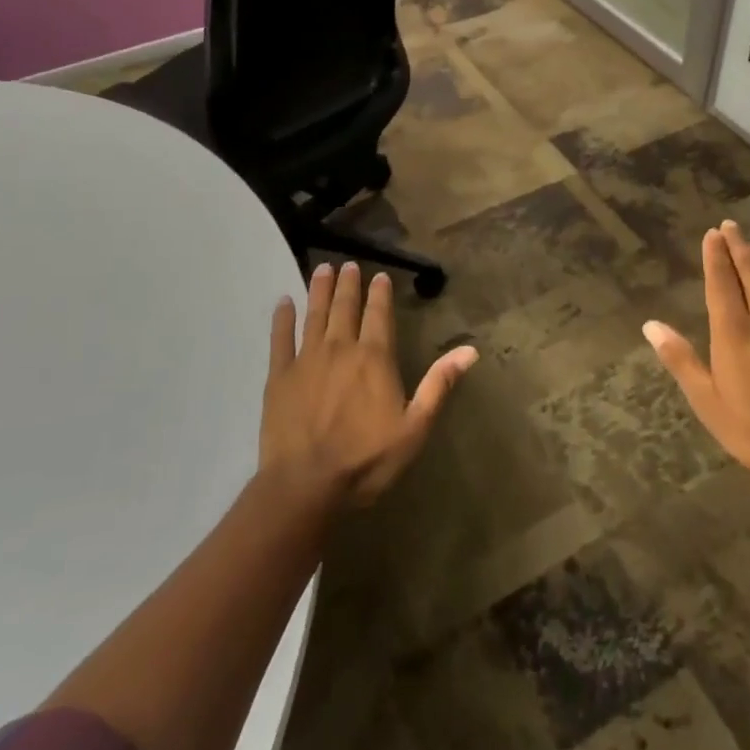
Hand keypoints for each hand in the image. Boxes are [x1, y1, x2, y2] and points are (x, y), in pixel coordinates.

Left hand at [259, 261, 477, 507]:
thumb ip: (439, 384)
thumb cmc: (366, 460)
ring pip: (315, 314)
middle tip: (348, 264)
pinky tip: (283, 302)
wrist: (305, 485)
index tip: (378, 275)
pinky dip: (282, 318)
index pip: (379, 315)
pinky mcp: (279, 375)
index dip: (380, 293)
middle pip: (345, 307)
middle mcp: (340, 348)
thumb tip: (470, 350)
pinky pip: (280, 338)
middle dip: (349, 284)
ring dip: (320, 290)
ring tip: (323, 269)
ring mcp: (306, 359)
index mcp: (374, 358)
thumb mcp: (415, 427)